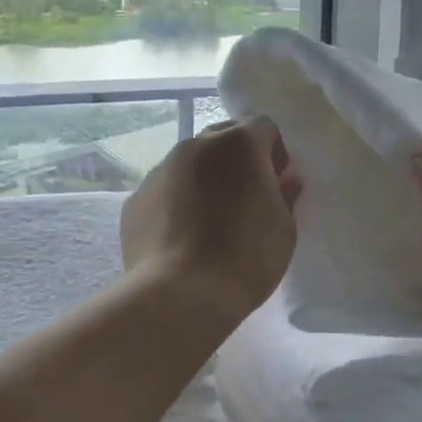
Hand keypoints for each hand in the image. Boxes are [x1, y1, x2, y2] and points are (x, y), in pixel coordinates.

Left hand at [121, 117, 301, 328]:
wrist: (180, 295)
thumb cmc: (245, 258)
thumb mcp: (284, 229)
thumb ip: (285, 195)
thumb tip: (284, 180)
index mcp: (239, 144)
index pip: (264, 127)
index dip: (274, 152)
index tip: (277, 183)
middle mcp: (196, 145)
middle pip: (224, 138)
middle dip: (238, 160)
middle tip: (246, 199)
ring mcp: (161, 169)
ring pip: (191, 162)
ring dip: (206, 179)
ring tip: (211, 222)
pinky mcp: (136, 198)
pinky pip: (165, 190)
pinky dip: (177, 202)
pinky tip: (183, 238)